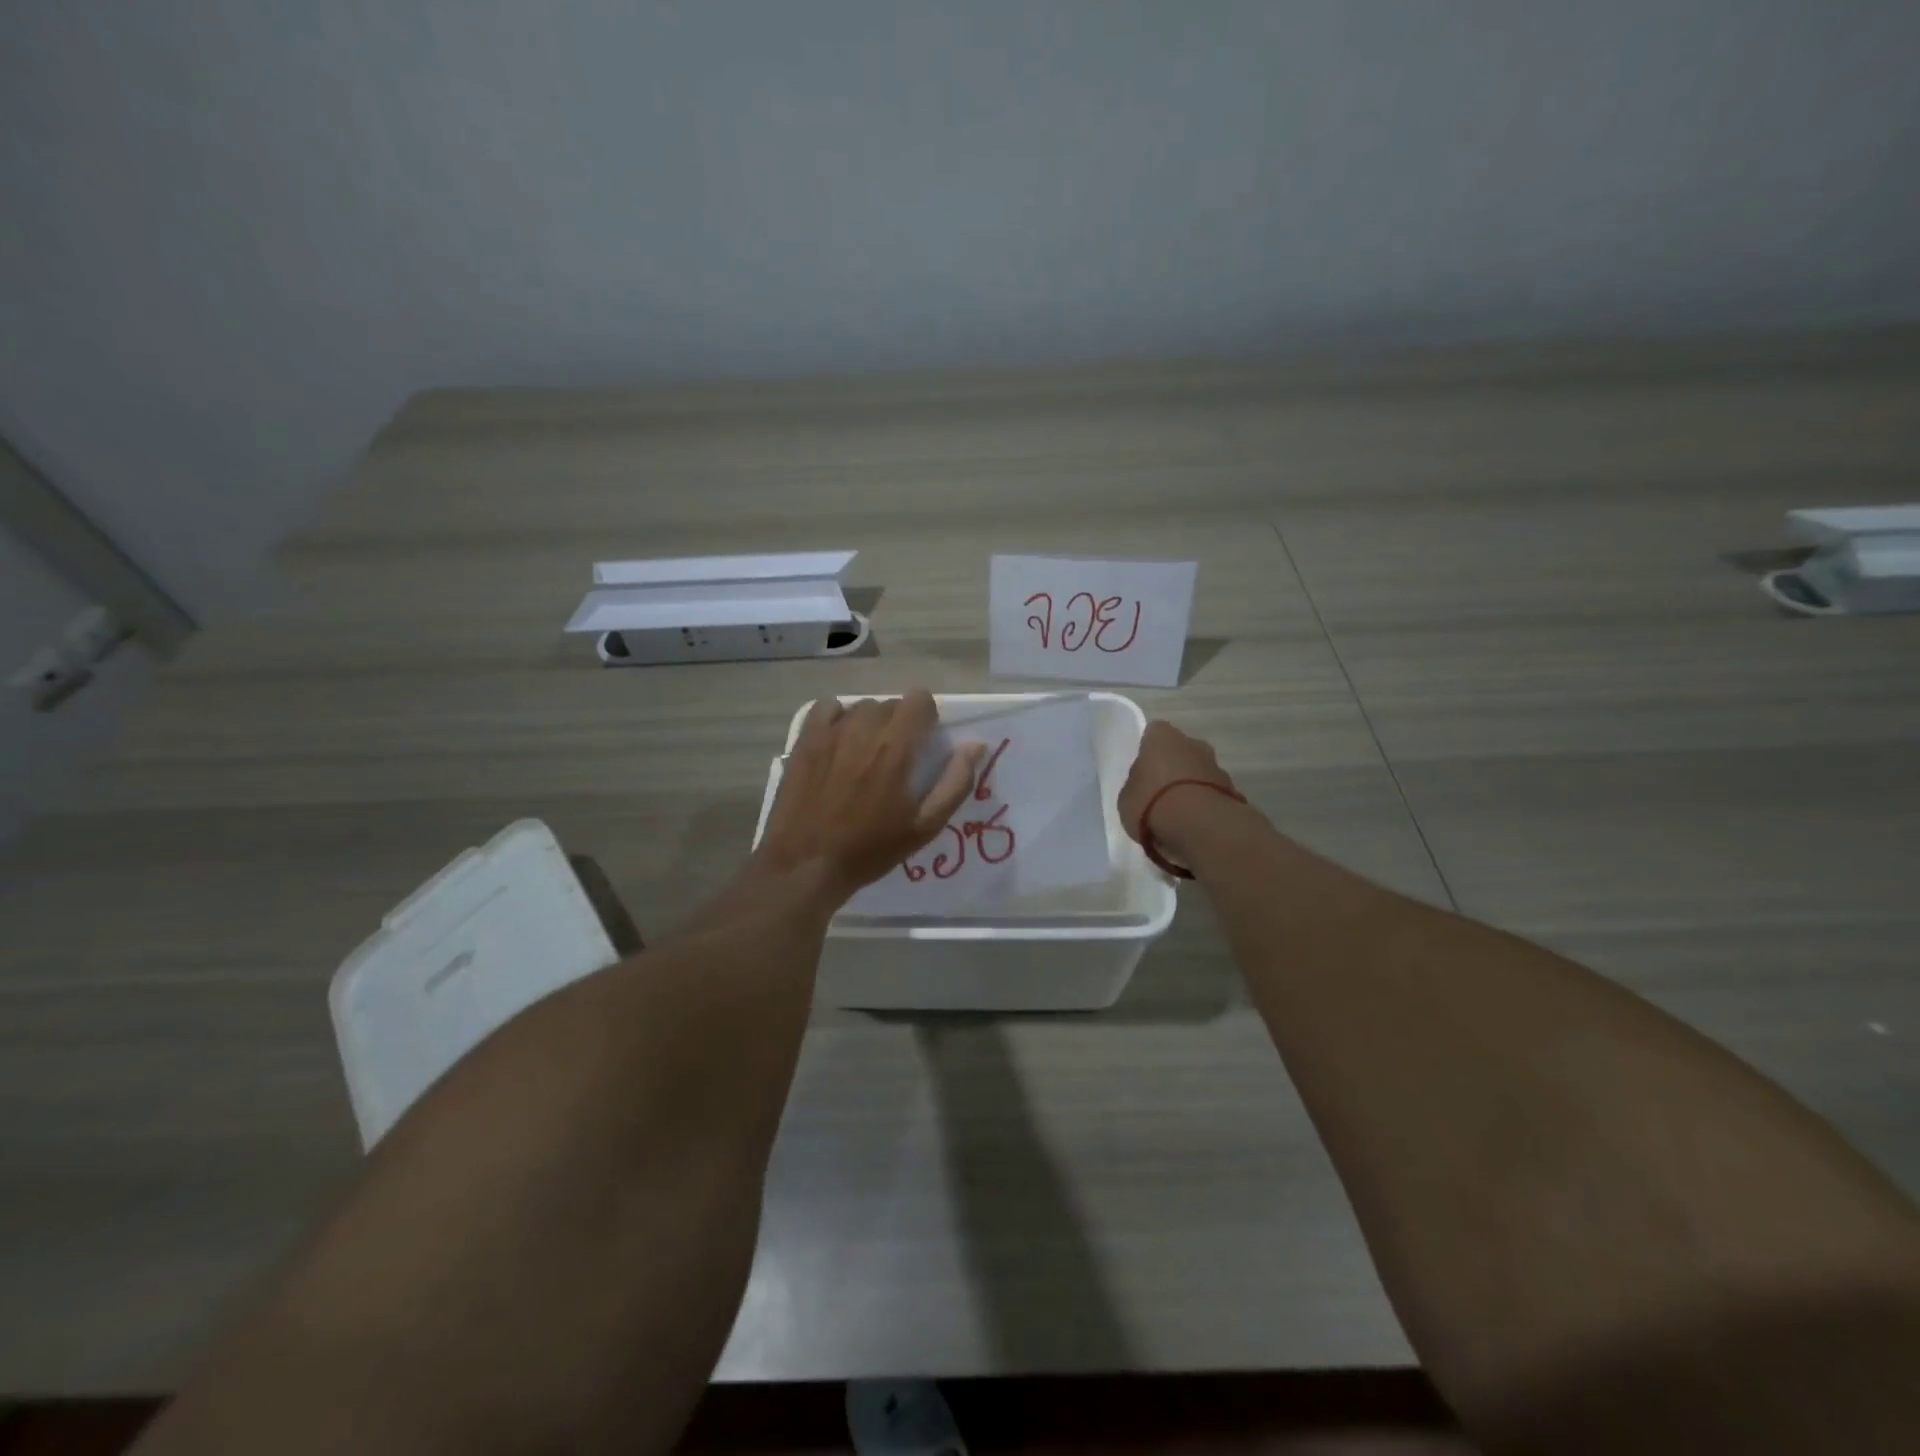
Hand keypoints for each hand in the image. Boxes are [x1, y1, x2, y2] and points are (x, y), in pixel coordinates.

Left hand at [758, 692, 984, 903]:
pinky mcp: (804, 740)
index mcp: (895, 747)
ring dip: (870, 722)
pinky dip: (838, 717)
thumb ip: (955, 782)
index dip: (927, 716)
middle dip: (900, 723)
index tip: (924, 742)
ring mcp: (829, 732)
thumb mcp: (924, 826)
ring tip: (866, 754)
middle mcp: (863, 729)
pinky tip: (839, 741)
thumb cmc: (870, 849)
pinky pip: (826, 708)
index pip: (919, 698)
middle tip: (896, 758)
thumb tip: (975, 746)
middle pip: (890, 704)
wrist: (806, 864)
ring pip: (860, 706)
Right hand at [1118, 720, 1240, 860]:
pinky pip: (1212, 794)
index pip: (1154, 733)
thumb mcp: (1127, 796)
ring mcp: (1217, 767)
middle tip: (1159, 792)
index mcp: (1162, 737)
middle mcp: (1193, 744)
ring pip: (1199, 772)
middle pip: (1181, 751)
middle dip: (1173, 767)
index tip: (1142, 769)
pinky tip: (1193, 824)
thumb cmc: (1152, 802)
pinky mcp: (1233, 792)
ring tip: (1177, 814)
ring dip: (1191, 787)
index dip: (1148, 751)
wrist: (1199, 826)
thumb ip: (1136, 785)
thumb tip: (1143, 786)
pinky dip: (1204, 805)